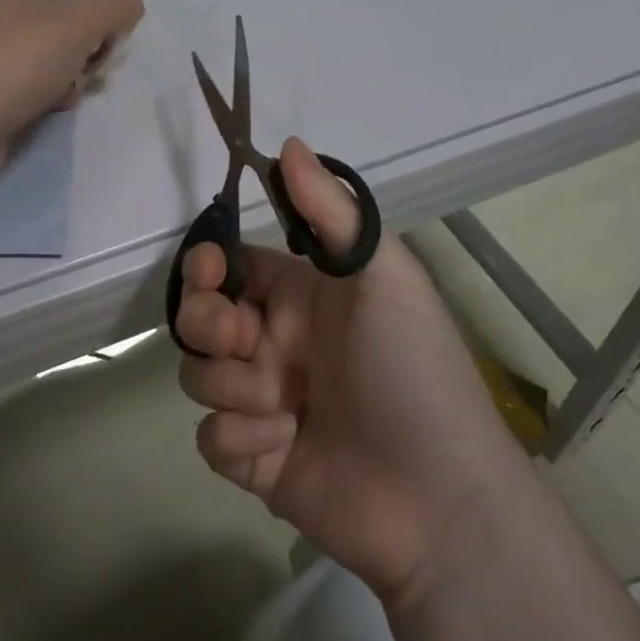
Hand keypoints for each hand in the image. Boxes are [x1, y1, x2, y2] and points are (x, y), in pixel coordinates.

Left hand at [0, 0, 143, 153]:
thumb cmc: (12, 60)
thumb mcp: (79, 25)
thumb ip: (113, 4)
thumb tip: (126, 1)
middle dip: (54, 9)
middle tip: (82, 28)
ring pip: (8, 37)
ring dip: (46, 50)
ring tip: (75, 76)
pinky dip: (26, 79)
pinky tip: (50, 104)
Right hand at [175, 139, 515, 606]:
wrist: (440, 497)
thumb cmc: (413, 369)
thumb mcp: (383, 275)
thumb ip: (332, 210)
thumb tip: (286, 143)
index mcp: (300, 297)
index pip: (230, 266)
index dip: (207, 263)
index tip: (209, 269)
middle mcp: (275, 343)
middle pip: (199, 317)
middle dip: (206, 322)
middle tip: (242, 339)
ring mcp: (262, 402)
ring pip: (199, 376)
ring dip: (235, 387)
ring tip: (286, 405)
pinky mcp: (253, 460)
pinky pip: (210, 437)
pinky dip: (240, 440)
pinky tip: (283, 445)